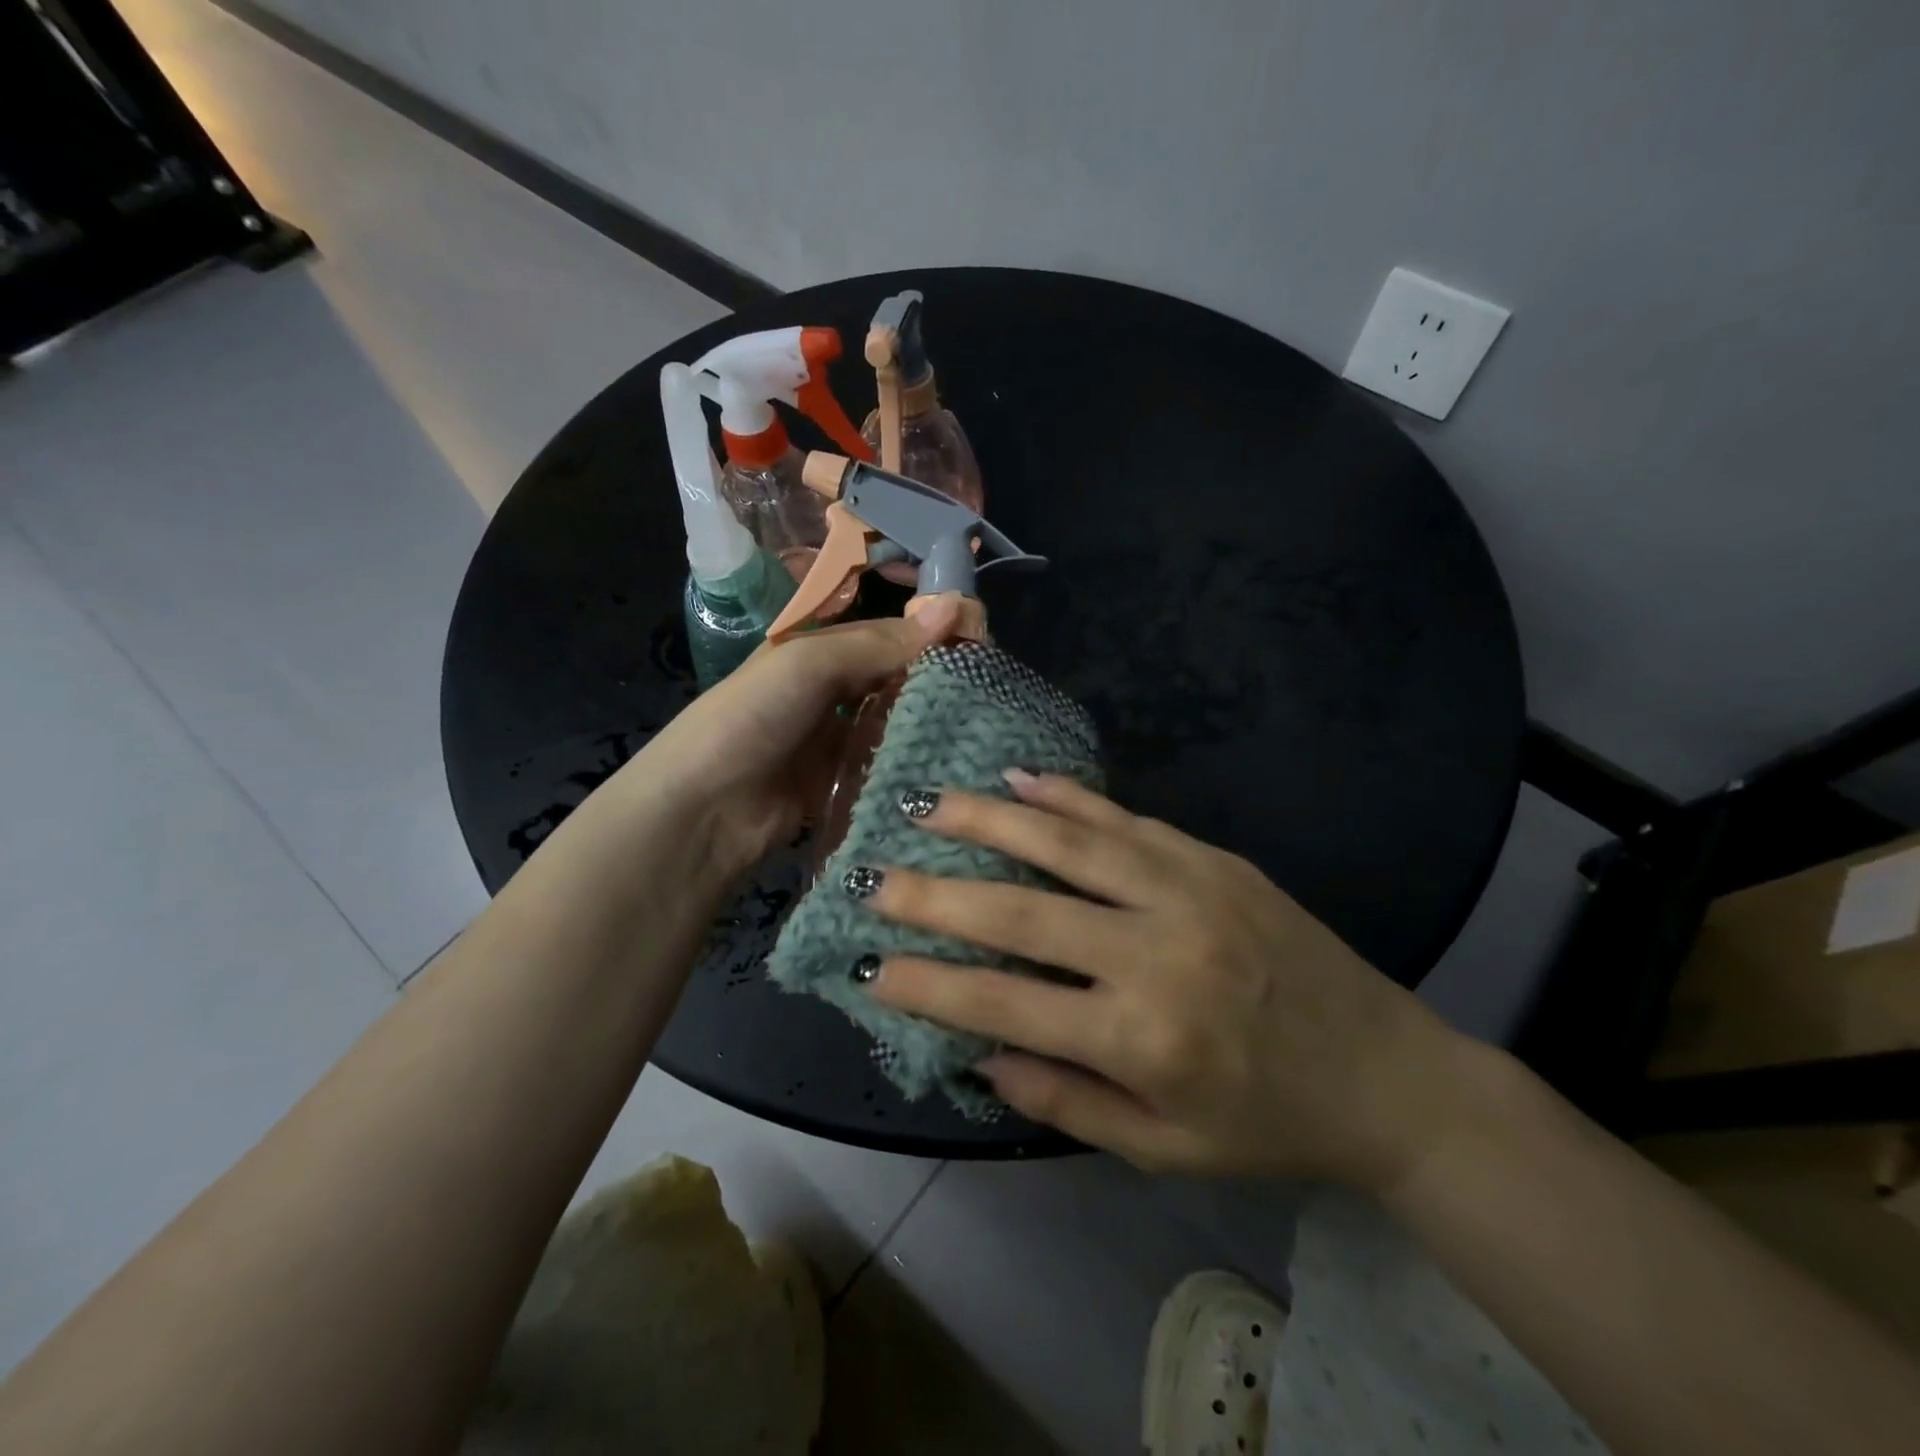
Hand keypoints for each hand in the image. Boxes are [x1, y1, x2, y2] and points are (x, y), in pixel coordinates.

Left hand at [626, 599, 962, 875]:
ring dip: (930, 725)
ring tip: (985, 729)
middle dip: (938, 683)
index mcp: (818, 650)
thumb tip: (955, 607)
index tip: (985, 647)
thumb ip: (880, 642)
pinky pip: (886, 766)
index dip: (932, 636)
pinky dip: (913, 764)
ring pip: (896, 724)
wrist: (703, 809)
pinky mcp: (843, 783)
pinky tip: (952, 767)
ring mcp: (836, 740)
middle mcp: (830, 691)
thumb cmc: (752, 717)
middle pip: (896, 679)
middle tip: (993, 694)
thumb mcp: (811, 664)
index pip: (888, 634)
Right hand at [859, 772, 1477, 1189]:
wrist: (1386, 1073)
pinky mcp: (1213, 859)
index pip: (1005, 1005)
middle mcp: (1156, 952)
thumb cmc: (1266, 1123)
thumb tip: (978, 1053)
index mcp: (1141, 1038)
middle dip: (936, 894)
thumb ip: (1065, 1100)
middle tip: (873, 873)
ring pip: (1068, 843)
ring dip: (990, 820)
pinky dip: (1068, 795)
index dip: (929, 986)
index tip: (869, 965)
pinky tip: (1020, 777)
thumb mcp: (1162, 1149)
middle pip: (1022, 913)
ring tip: (929, 804)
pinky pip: (1126, 819)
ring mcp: (1188, 892)